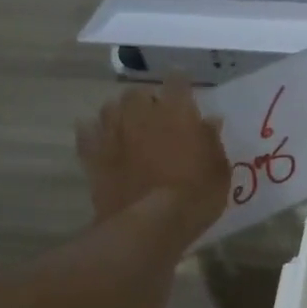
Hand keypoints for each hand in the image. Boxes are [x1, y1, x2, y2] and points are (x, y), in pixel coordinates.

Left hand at [76, 76, 230, 243]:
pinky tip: (101, 139)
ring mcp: (112, 134)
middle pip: (138, 92)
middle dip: (146, 99)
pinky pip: (87, 133)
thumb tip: (209, 121)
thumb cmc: (195, 196)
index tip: (184, 87)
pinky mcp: (92, 155)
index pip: (177, 82)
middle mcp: (140, 114)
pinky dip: (93, 132)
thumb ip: (212, 141)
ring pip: (109, 108)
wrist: (149, 225)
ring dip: (120, 113)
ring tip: (128, 126)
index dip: (180, 82)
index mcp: (176, 112)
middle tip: (156, 115)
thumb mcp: (219, 170)